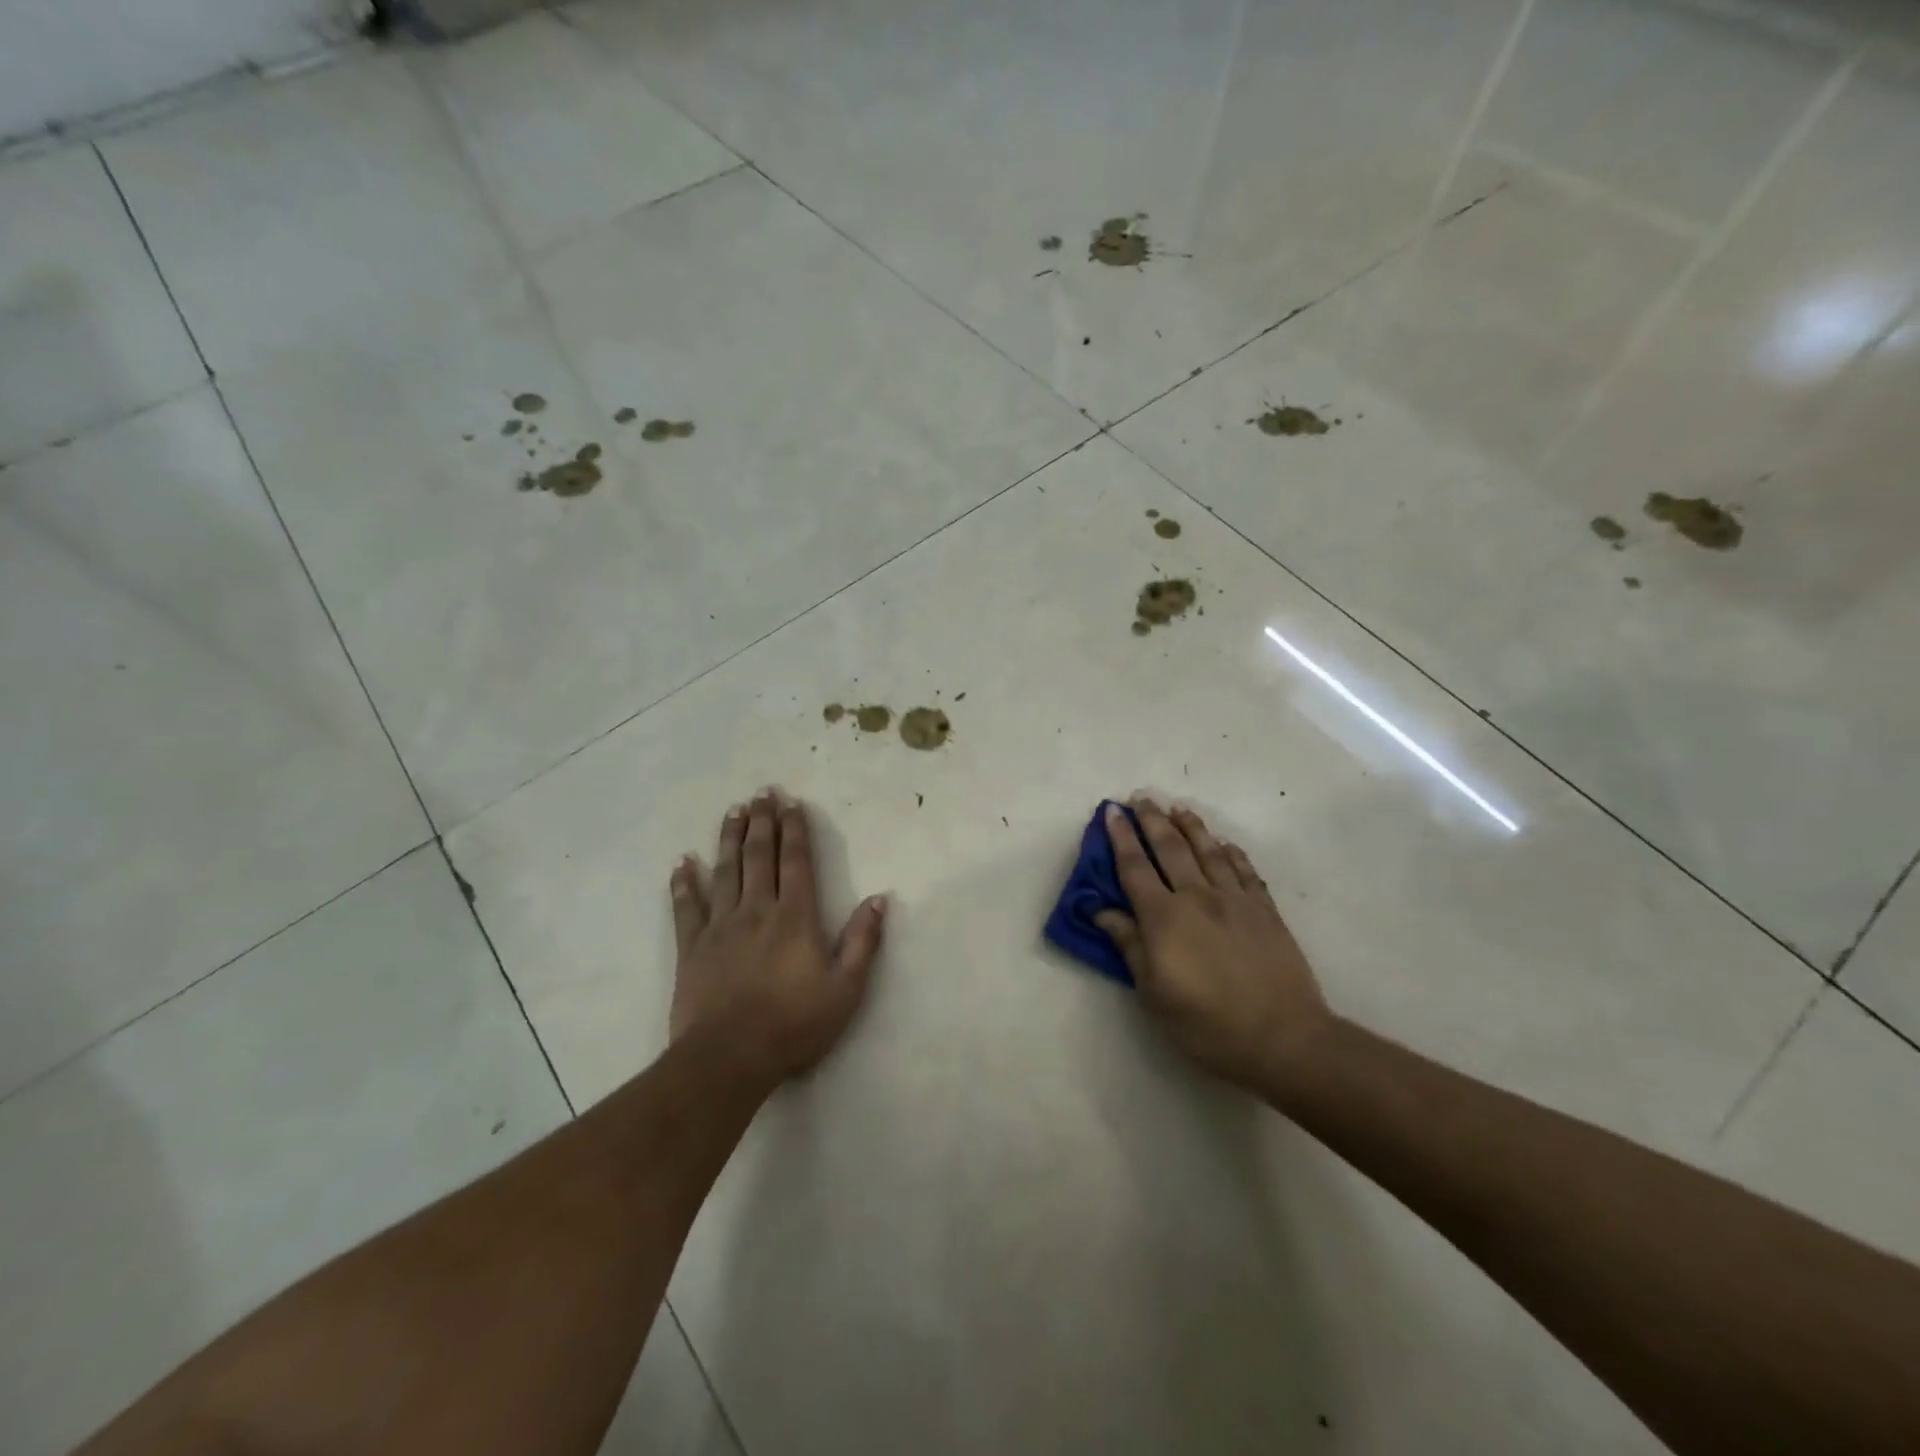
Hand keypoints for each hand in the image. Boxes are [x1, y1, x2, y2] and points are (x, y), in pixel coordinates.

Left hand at [669, 790, 885, 1089]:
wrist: (730, 1057)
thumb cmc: (794, 1024)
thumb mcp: (846, 988)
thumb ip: (863, 941)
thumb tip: (878, 899)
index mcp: (795, 917)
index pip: (796, 862)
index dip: (794, 830)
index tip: (791, 803)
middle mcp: (757, 910)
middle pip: (759, 856)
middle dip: (762, 822)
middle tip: (761, 793)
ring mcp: (720, 926)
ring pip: (724, 872)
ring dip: (729, 839)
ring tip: (732, 811)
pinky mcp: (692, 948)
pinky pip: (686, 907)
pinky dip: (683, 883)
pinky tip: (682, 862)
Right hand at [1094, 798, 1331, 1094]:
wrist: (1283, 1039)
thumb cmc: (1207, 1024)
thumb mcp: (1154, 993)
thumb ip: (1130, 946)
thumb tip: (1103, 911)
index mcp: (1164, 918)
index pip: (1135, 867)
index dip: (1120, 838)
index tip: (1111, 811)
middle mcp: (1197, 897)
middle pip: (1170, 848)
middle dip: (1152, 820)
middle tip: (1140, 797)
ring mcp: (1235, 900)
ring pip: (1208, 851)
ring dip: (1191, 826)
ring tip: (1178, 807)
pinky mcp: (1265, 910)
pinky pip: (1245, 871)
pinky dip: (1232, 853)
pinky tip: (1224, 843)